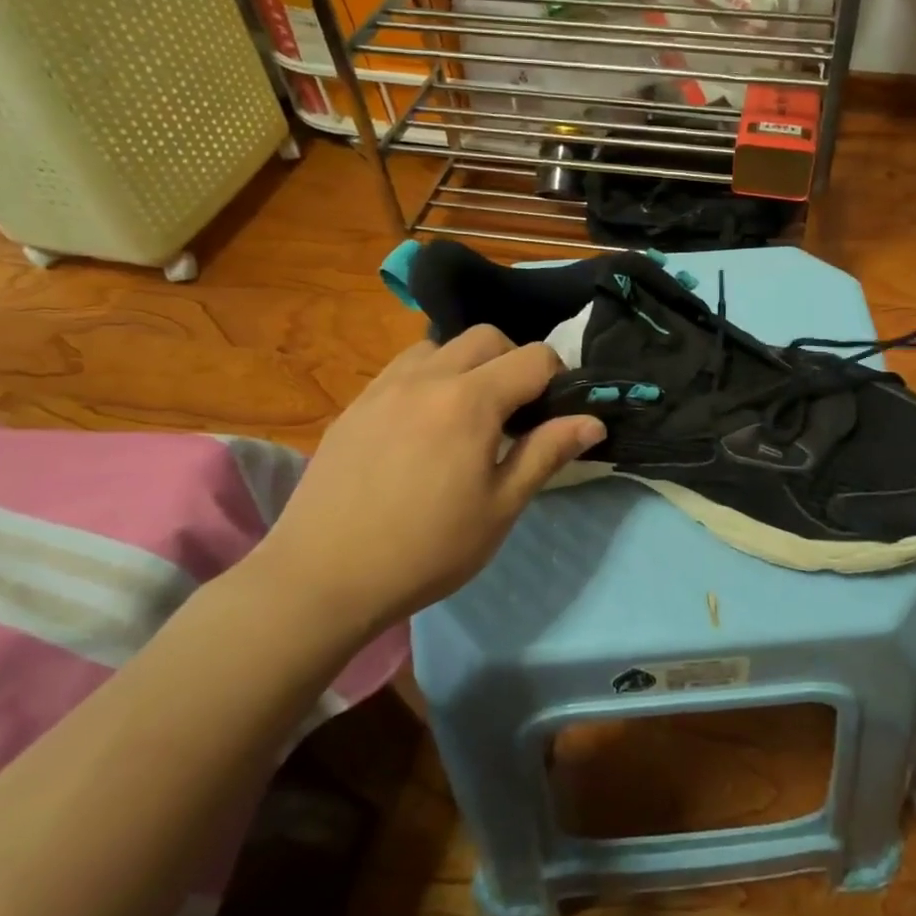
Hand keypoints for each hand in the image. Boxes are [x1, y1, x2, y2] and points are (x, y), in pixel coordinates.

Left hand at [251, 327, 605, 637]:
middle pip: (487, 337)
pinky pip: (403, 368)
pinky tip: (423, 426)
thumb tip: (593, 420)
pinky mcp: (355, 405)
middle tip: (516, 413)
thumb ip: (547, 453)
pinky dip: (428, 378)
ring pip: (440, 345)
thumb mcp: (500, 507)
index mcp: (470, 401)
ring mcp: (384, 387)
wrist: (322, 578)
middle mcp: (427, 378)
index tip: (555, 414)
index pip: (533, 358)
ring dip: (467, 365)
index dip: (557, 378)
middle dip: (513, 362)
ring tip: (467, 414)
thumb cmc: (426, 549)